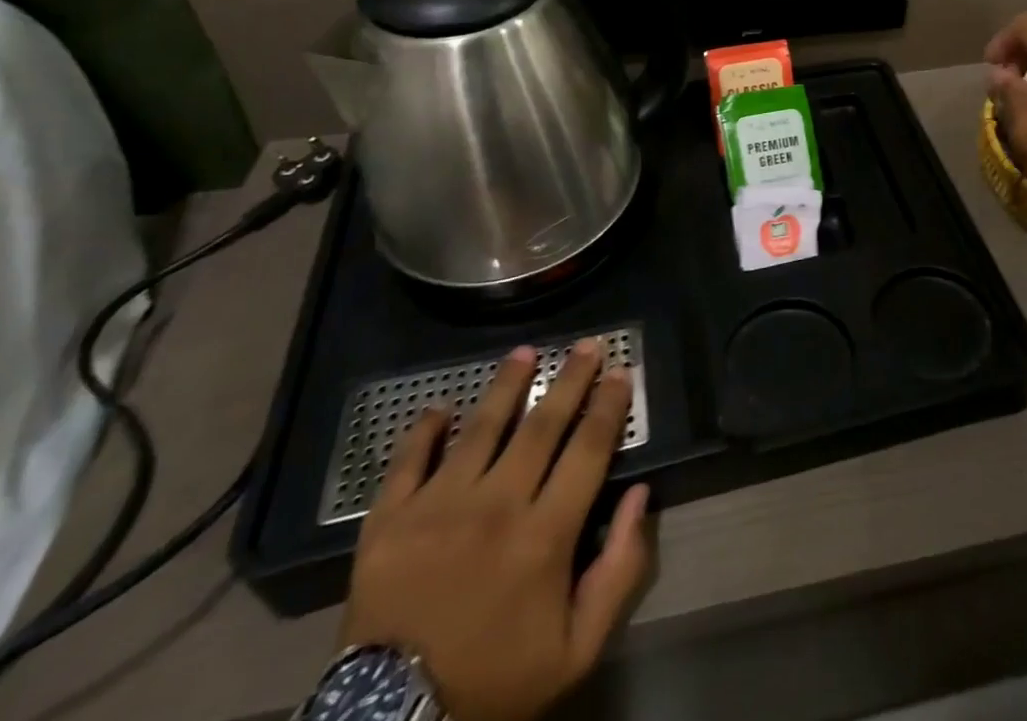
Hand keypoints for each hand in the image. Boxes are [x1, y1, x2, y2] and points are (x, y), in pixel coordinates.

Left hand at [341, 340, 650, 720]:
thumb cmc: (495, 682)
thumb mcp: (576, 649)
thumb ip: (618, 571)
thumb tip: (638, 496)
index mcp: (544, 535)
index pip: (588, 449)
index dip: (608, 406)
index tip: (620, 372)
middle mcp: (495, 506)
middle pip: (542, 425)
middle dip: (570, 379)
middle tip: (588, 343)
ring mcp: (436, 509)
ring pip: (480, 428)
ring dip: (506, 385)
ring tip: (525, 352)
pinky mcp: (387, 522)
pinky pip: (407, 461)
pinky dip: (423, 429)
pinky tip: (439, 406)